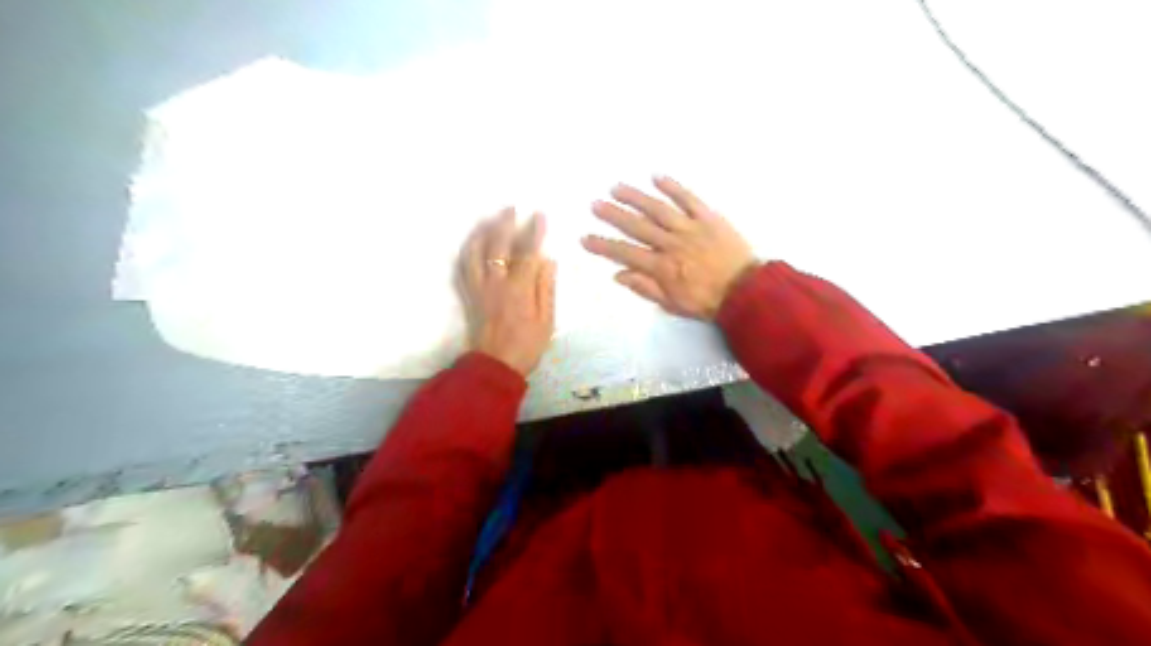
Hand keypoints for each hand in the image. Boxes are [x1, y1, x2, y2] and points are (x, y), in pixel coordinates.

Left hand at [459, 206, 556, 379]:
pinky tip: (473, 242)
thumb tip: (548, 260)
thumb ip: (546, 288)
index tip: (539, 214)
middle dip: (505, 223)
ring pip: (475, 252)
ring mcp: (479, 288)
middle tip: (511, 208)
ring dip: (482, 231)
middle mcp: (496, 283)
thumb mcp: (547, 320)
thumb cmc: (527, 346)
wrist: (495, 365)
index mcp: (519, 289)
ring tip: (490, 219)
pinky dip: (468, 250)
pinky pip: (464, 266)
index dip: (534, 231)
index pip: (527, 252)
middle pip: (497, 245)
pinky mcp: (469, 294)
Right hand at [582, 178, 761, 320]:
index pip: (625, 253)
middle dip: (613, 215)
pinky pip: (688, 199)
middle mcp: (671, 243)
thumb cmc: (707, 301)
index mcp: (662, 267)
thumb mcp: (673, 303)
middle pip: (637, 226)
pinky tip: (656, 177)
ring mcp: (690, 227)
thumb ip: (645, 288)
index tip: (585, 238)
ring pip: (657, 208)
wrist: (746, 291)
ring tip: (616, 187)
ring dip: (636, 197)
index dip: (603, 246)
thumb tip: (618, 275)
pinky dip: (672, 187)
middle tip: (595, 204)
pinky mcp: (708, 217)